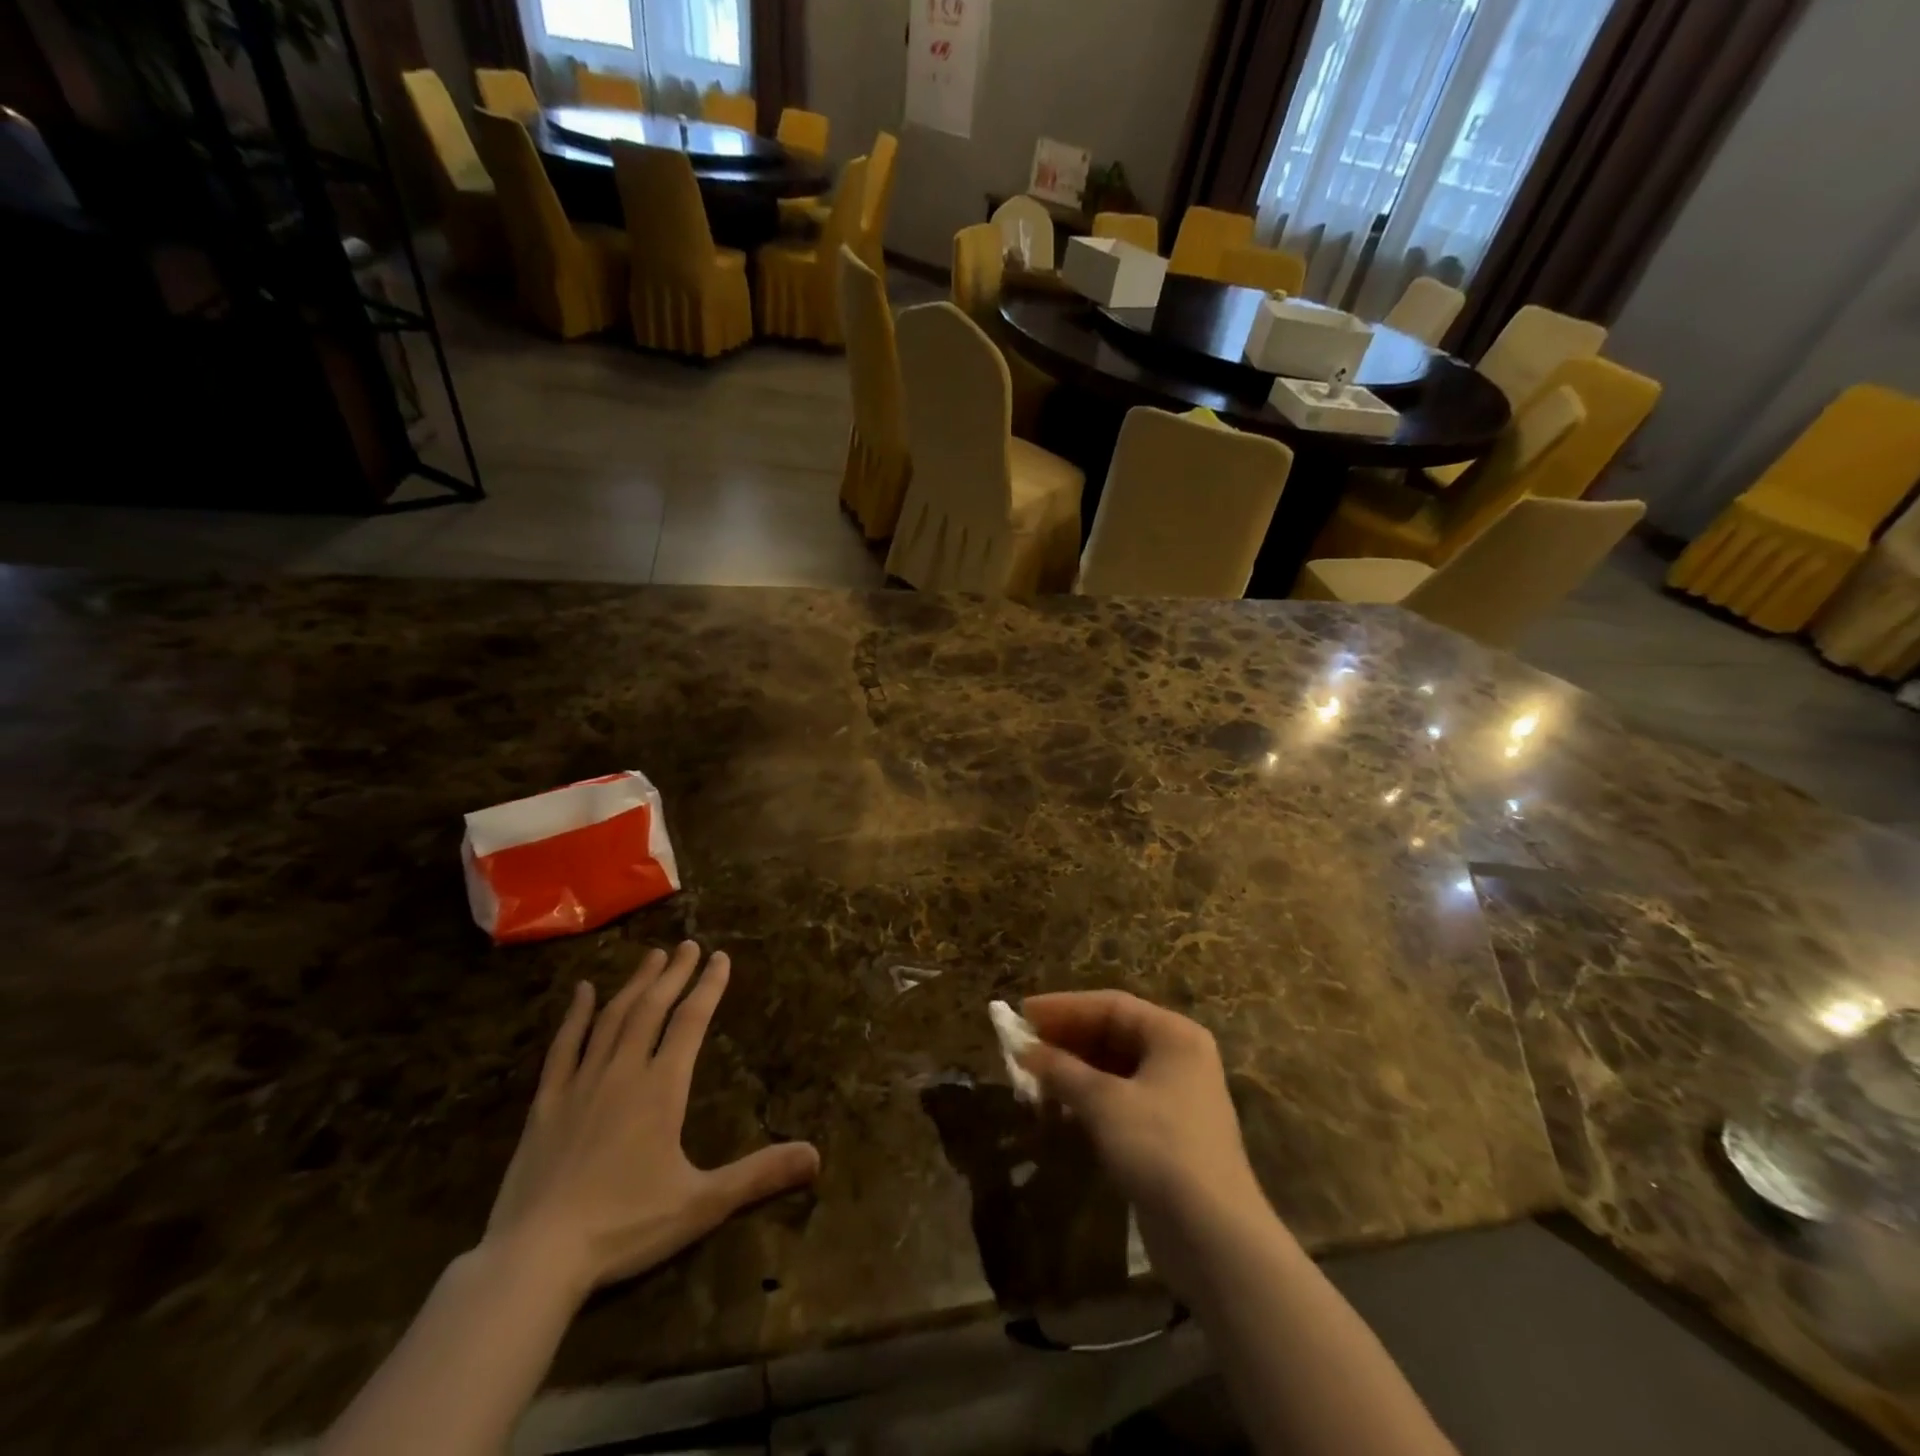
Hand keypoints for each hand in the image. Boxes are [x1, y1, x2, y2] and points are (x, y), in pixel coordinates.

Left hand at [484, 942, 819, 1301]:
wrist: (536, 1258)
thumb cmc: (625, 1226)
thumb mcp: (702, 1203)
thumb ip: (758, 1175)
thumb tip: (816, 1157)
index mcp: (662, 1088)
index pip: (691, 1021)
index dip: (709, 987)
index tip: (720, 957)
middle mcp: (623, 1072)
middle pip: (652, 1009)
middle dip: (674, 974)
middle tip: (688, 945)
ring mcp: (580, 1084)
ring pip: (611, 1019)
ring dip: (634, 984)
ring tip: (651, 957)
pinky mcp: (545, 1104)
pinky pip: (563, 1048)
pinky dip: (574, 1016)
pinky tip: (582, 992)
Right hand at [1020, 991, 1271, 1296]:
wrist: (1214, 1237)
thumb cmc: (1160, 1148)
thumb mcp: (1104, 1102)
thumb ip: (1062, 1069)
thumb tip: (1024, 1050)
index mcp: (1173, 1035)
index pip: (1111, 1005)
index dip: (1064, 1007)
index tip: (1023, 1012)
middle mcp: (1178, 1057)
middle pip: (1112, 1034)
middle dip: (1066, 1040)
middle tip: (1023, 1047)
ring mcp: (1175, 1097)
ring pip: (1113, 1069)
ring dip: (1073, 1072)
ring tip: (1032, 1078)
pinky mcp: (1166, 1134)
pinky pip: (1119, 1100)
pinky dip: (1088, 1100)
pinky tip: (1058, 1110)